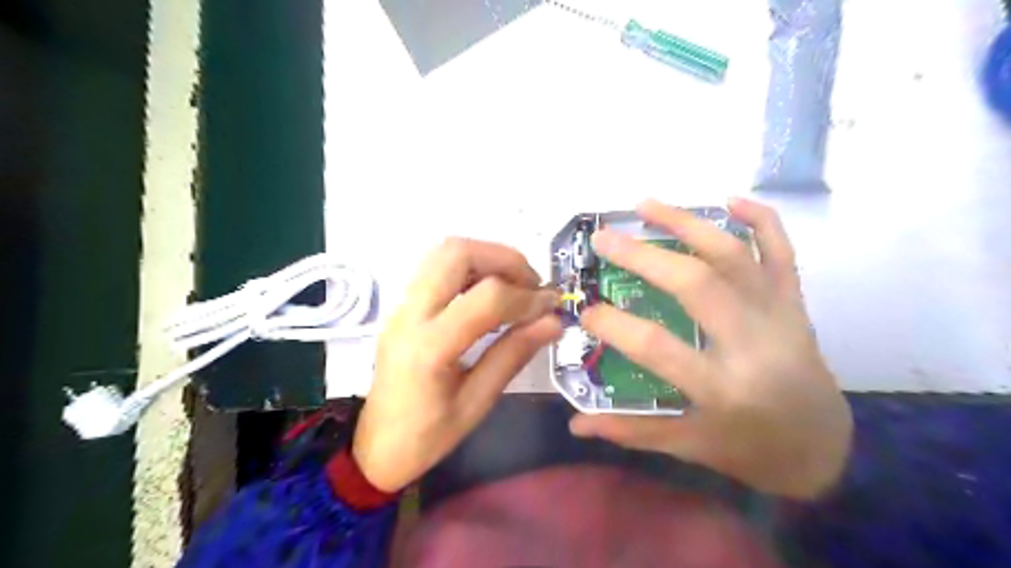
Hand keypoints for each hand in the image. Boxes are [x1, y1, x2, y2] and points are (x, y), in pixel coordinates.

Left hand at [353, 236, 560, 491]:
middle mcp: (410, 314)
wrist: (374, 447)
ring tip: (514, 287)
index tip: (552, 307)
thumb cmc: (426, 437)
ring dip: (488, 259)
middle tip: (531, 286)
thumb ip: (513, 355)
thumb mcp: (477, 403)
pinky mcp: (404, 306)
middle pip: (457, 253)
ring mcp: (402, 305)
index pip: (486, 298)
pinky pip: (438, 267)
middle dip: (505, 260)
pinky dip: (471, 268)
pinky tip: (490, 293)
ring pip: (445, 252)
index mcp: (429, 347)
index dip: (527, 297)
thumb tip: (553, 322)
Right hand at [567, 198, 851, 495]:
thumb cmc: (750, 449)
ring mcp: (778, 315)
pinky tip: (729, 200)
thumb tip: (576, 424)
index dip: (614, 325)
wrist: (824, 446)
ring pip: (733, 255)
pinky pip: (783, 250)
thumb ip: (630, 431)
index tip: (585, 311)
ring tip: (645, 205)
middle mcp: (753, 344)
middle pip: (696, 284)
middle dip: (643, 256)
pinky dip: (761, 218)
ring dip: (687, 223)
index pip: (657, 347)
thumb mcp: (689, 446)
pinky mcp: (795, 302)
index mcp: (722, 388)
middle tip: (603, 238)